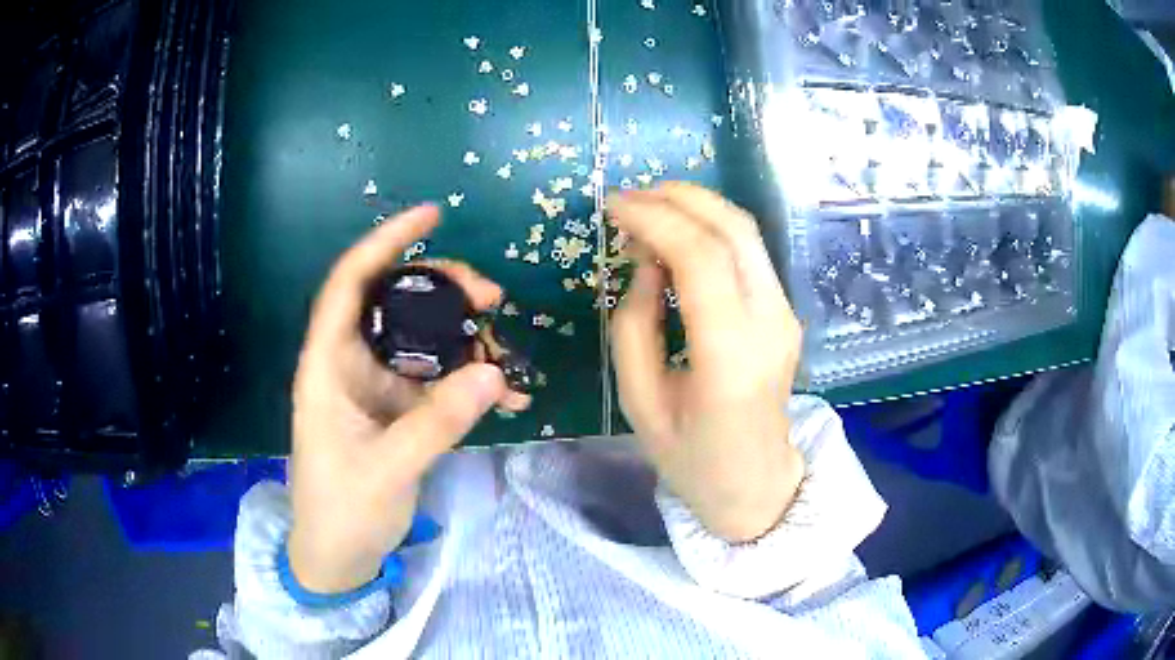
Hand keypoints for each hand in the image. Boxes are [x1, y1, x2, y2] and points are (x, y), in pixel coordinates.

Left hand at [287, 205, 528, 593]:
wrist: (339, 556)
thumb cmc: (341, 511)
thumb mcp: (387, 469)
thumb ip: (438, 423)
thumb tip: (494, 374)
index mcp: (328, 364)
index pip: (350, 283)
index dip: (386, 242)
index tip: (432, 215)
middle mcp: (352, 363)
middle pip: (395, 302)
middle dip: (444, 290)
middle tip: (491, 300)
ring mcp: (379, 387)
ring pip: (424, 339)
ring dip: (465, 338)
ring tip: (503, 353)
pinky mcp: (400, 410)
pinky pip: (440, 379)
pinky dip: (471, 381)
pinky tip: (506, 395)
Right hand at [608, 183, 805, 542]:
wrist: (756, 484)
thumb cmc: (691, 459)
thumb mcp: (640, 403)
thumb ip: (634, 326)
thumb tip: (644, 263)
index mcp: (730, 357)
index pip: (700, 258)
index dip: (655, 218)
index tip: (614, 206)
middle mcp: (769, 324)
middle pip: (733, 229)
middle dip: (678, 198)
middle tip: (629, 198)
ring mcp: (785, 315)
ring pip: (747, 233)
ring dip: (697, 207)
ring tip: (648, 209)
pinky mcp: (786, 313)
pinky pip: (750, 252)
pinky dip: (712, 229)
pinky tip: (678, 236)